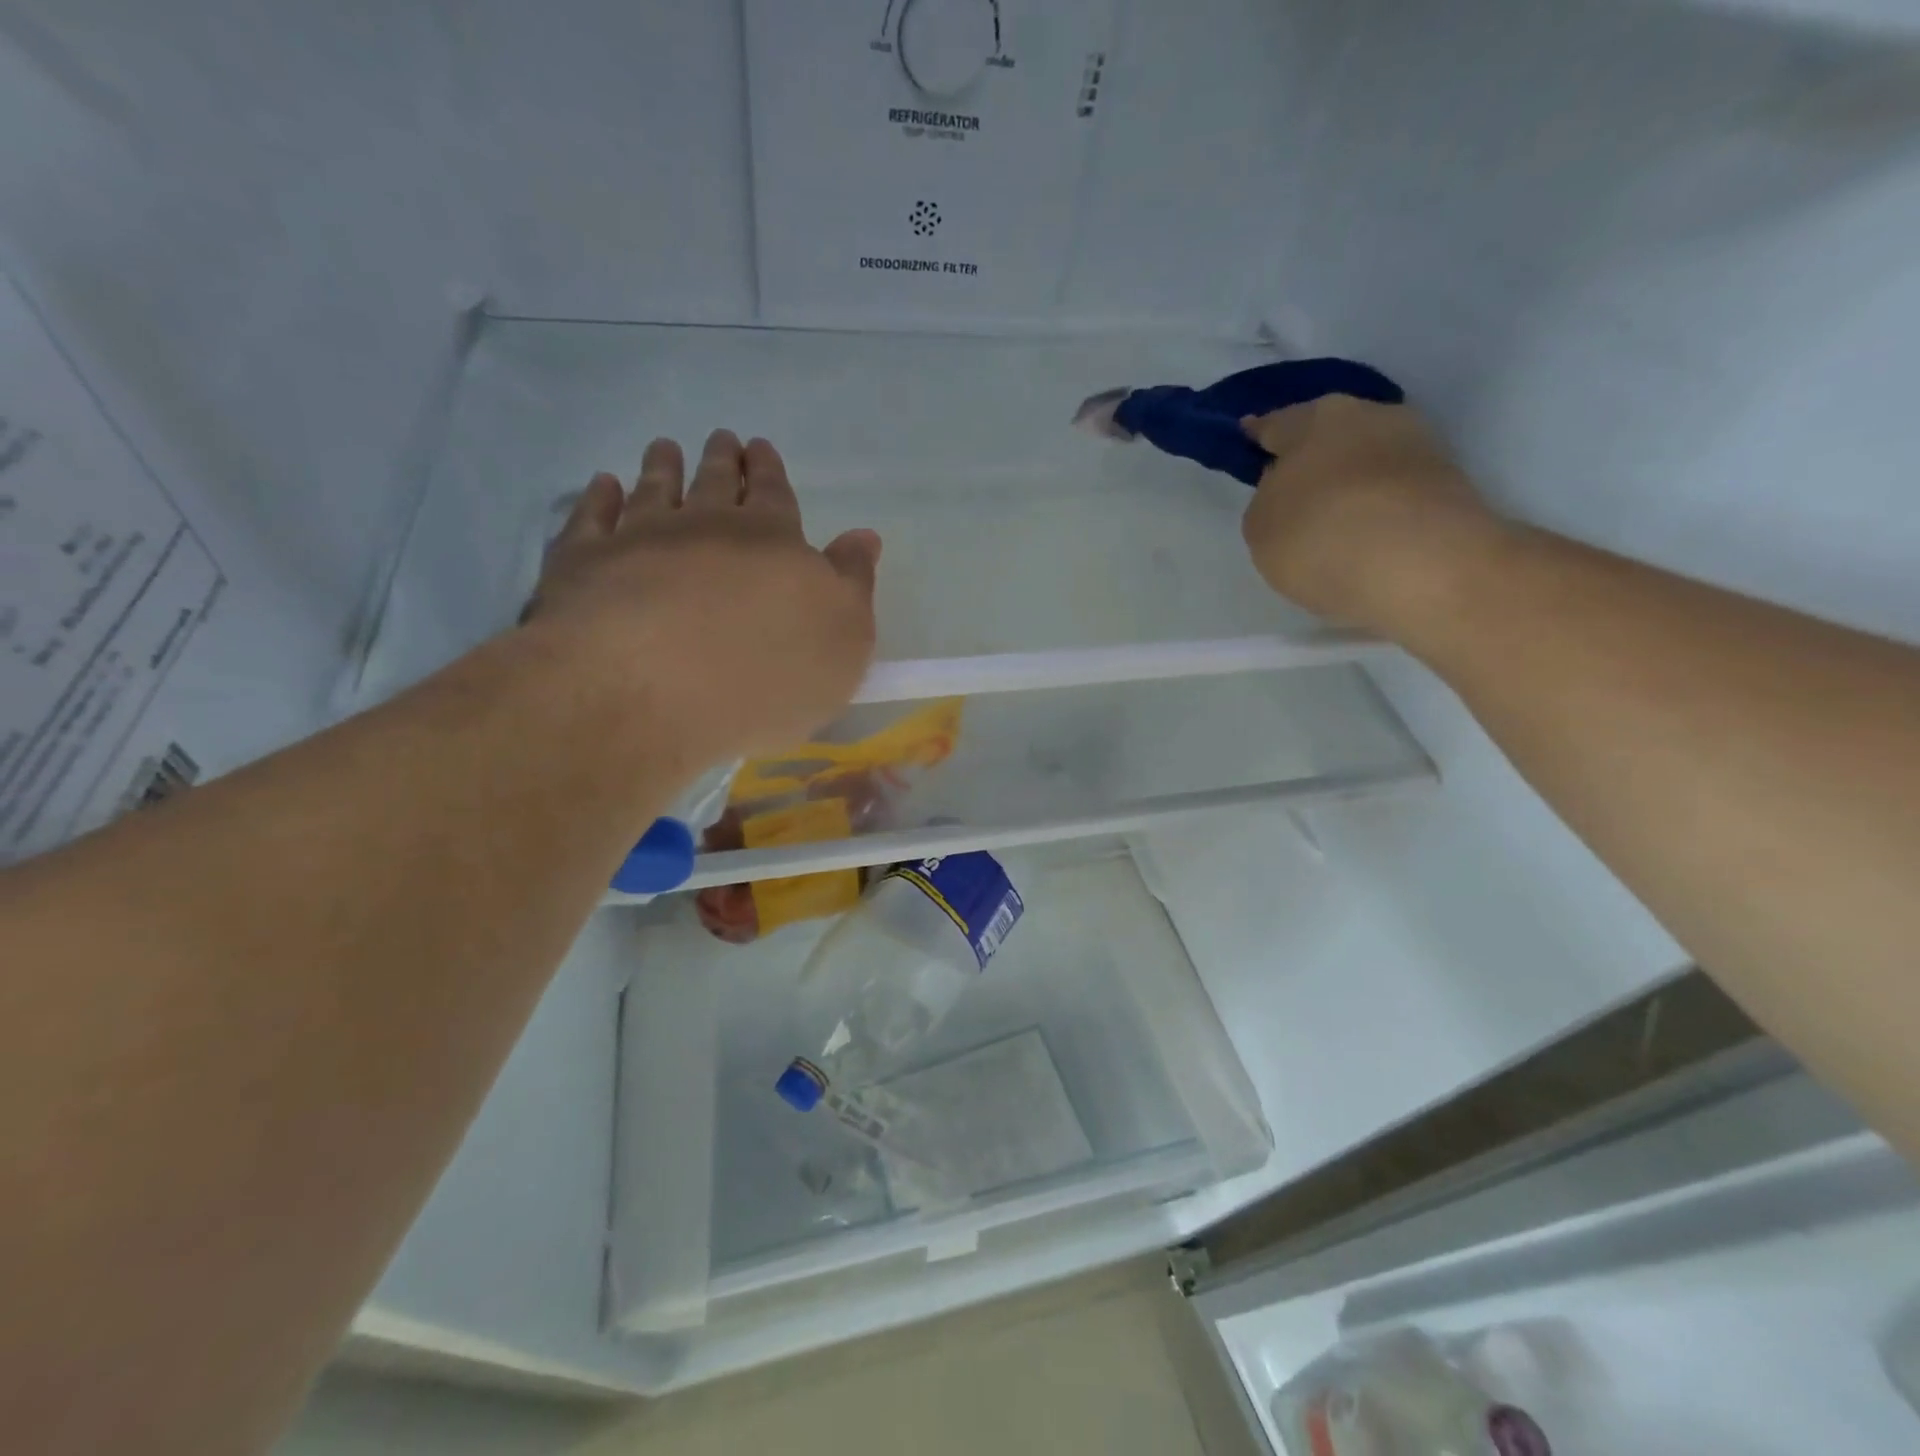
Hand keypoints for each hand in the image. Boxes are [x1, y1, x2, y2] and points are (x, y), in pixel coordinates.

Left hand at [526, 430, 880, 760]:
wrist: (651, 691)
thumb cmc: (767, 674)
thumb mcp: (843, 639)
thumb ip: (853, 584)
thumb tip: (862, 537)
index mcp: (772, 541)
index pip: (774, 494)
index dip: (770, 471)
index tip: (761, 448)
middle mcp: (705, 526)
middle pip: (715, 482)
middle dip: (722, 460)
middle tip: (722, 438)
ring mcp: (639, 539)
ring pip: (654, 489)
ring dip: (662, 466)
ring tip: (664, 447)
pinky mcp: (582, 564)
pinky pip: (592, 517)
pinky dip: (599, 498)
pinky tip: (603, 485)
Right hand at [1239, 396, 1509, 638]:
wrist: (1422, 565)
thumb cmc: (1319, 536)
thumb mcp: (1261, 527)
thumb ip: (1268, 501)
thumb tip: (1289, 489)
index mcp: (1314, 419)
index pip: (1276, 424)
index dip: (1259, 436)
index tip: (1250, 441)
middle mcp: (1369, 416)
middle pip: (1330, 435)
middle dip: (1312, 457)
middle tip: (1293, 490)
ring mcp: (1417, 446)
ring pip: (1367, 460)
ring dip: (1350, 482)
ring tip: (1332, 521)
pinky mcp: (1449, 483)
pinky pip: (1394, 491)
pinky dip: (1378, 506)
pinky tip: (1365, 534)